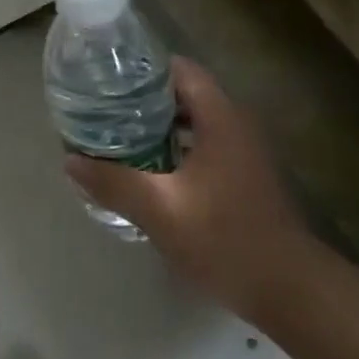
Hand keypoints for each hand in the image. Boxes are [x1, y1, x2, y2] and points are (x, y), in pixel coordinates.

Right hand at [65, 58, 321, 324]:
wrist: (288, 289)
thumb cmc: (225, 239)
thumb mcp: (160, 210)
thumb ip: (114, 182)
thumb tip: (71, 161)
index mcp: (221, 119)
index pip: (181, 70)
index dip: (143, 68)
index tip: (107, 78)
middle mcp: (236, 126)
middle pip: (184, 94)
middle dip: (142, 99)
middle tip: (102, 109)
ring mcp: (243, 152)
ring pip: (193, 123)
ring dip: (157, 126)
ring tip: (115, 136)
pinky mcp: (243, 177)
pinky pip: (202, 146)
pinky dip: (174, 148)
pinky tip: (146, 169)